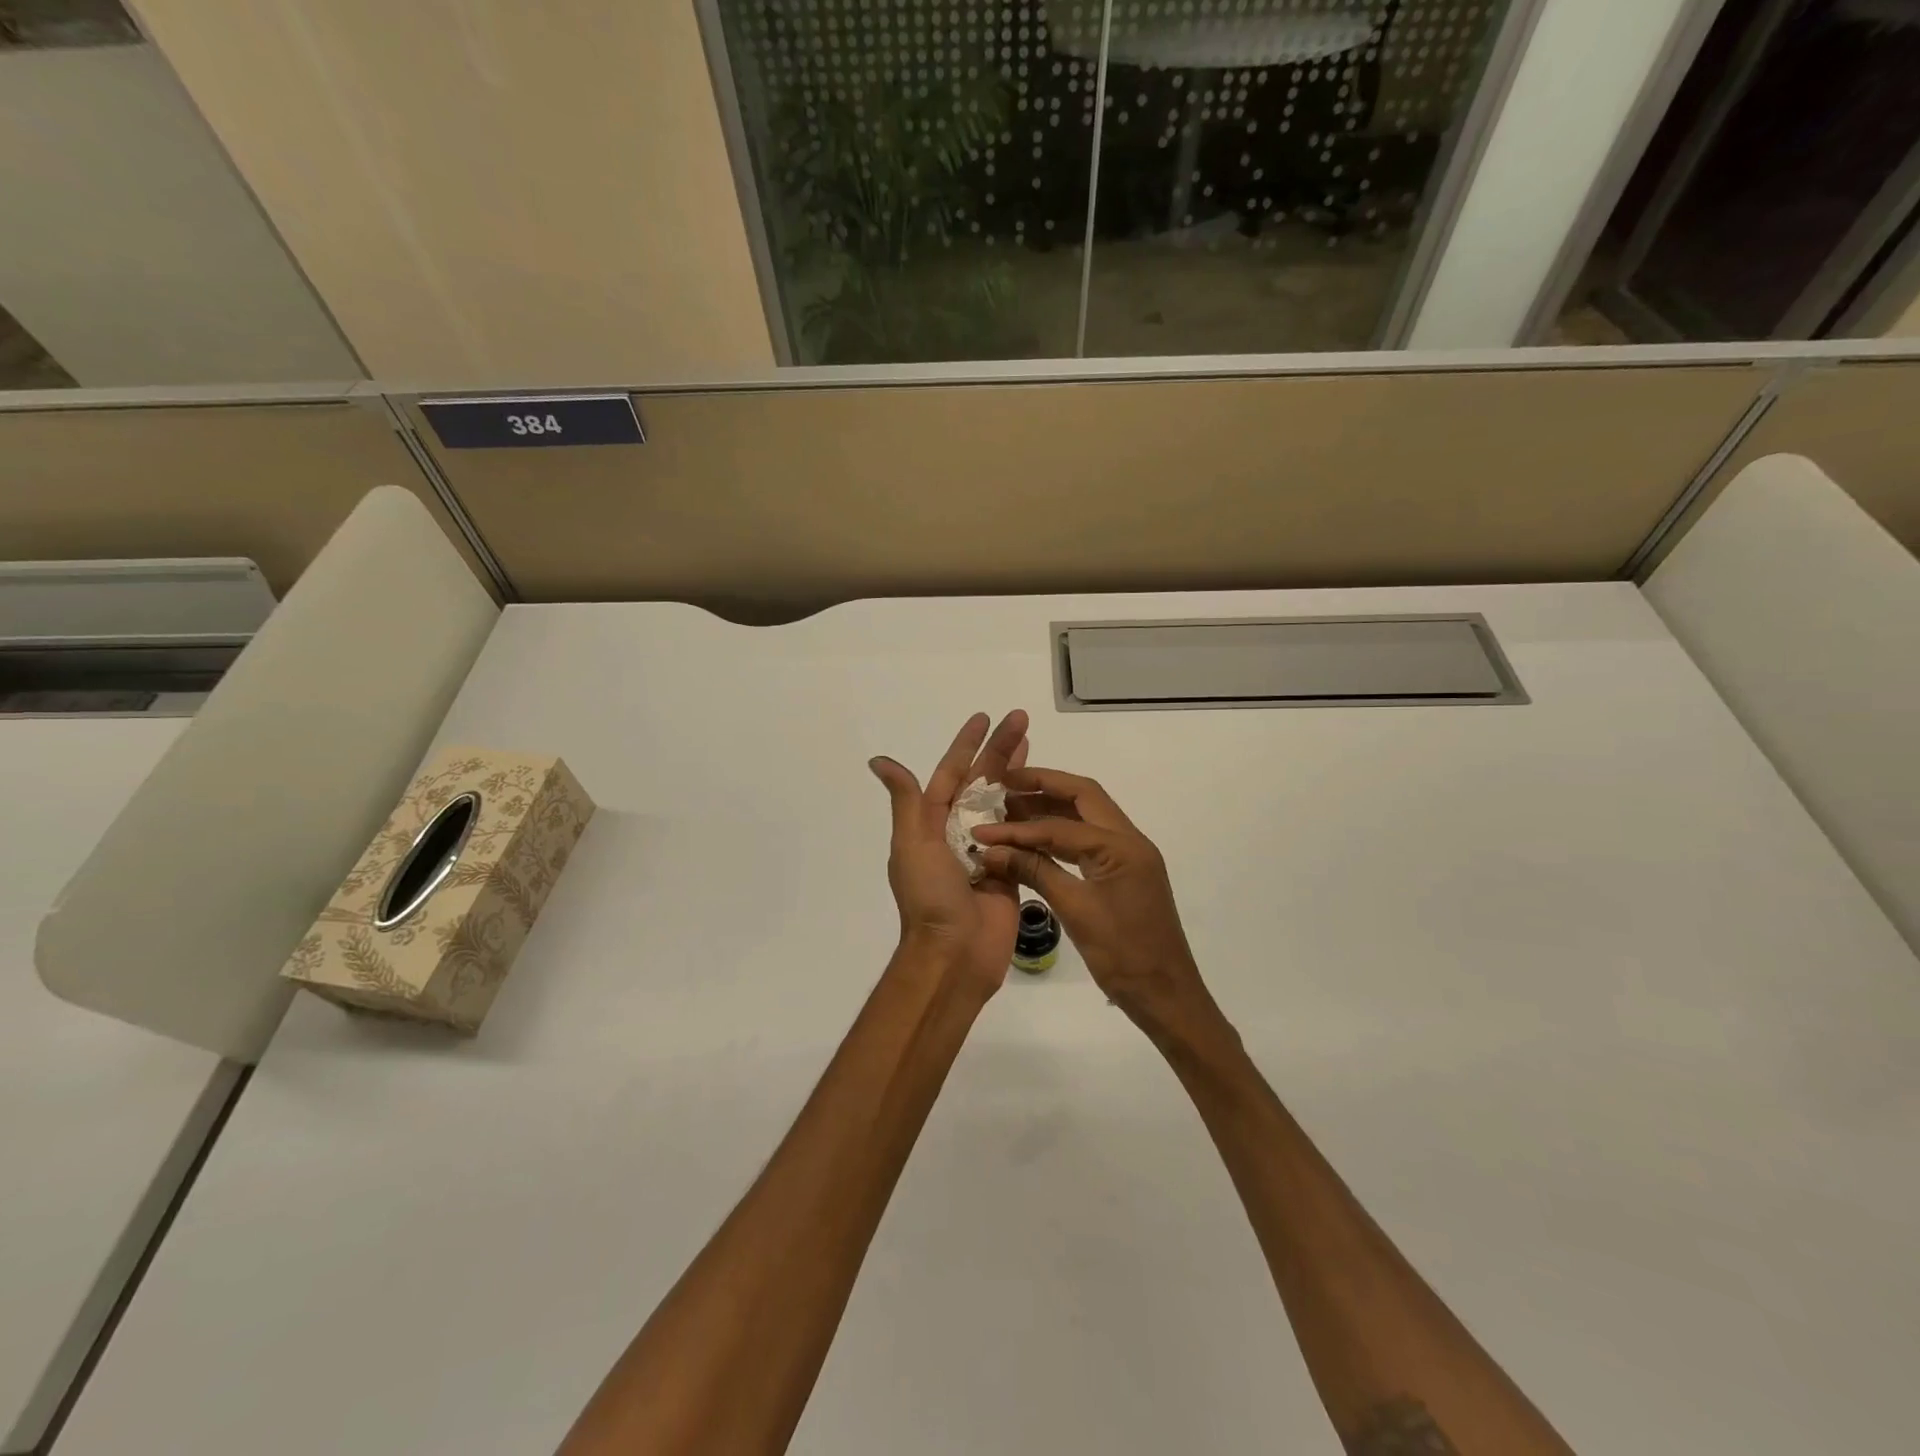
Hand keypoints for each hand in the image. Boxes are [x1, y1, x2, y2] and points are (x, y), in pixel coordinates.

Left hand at [870, 710, 1029, 997]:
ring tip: (1035, 744)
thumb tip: (879, 761)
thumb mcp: (912, 844)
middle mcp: (959, 831)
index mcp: (933, 822)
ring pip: (1005, 802)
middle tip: (1022, 719)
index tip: (984, 718)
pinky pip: (1024, 834)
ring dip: (1019, 773)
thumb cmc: (930, 896)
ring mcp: (988, 849)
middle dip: (1001, 750)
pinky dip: (1034, 811)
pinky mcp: (1012, 869)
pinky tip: (1049, 793)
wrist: (955, 954)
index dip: (967, 744)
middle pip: (983, 781)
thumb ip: (907, 801)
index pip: (952, 772)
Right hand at [972, 769, 1222, 1043]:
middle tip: (1004, 786)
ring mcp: (1128, 856)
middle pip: (1083, 797)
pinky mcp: (1122, 873)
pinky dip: (1059, 836)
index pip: (1061, 825)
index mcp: (1122, 846)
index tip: (982, 830)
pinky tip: (1031, 842)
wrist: (1165, 996)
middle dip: (1043, 786)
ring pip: (1086, 818)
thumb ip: (1035, 872)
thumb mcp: (1076, 910)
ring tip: (1009, 808)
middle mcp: (1129, 841)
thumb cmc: (1123, 955)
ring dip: (1050, 810)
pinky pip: (1088, 842)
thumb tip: (991, 851)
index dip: (1019, 826)